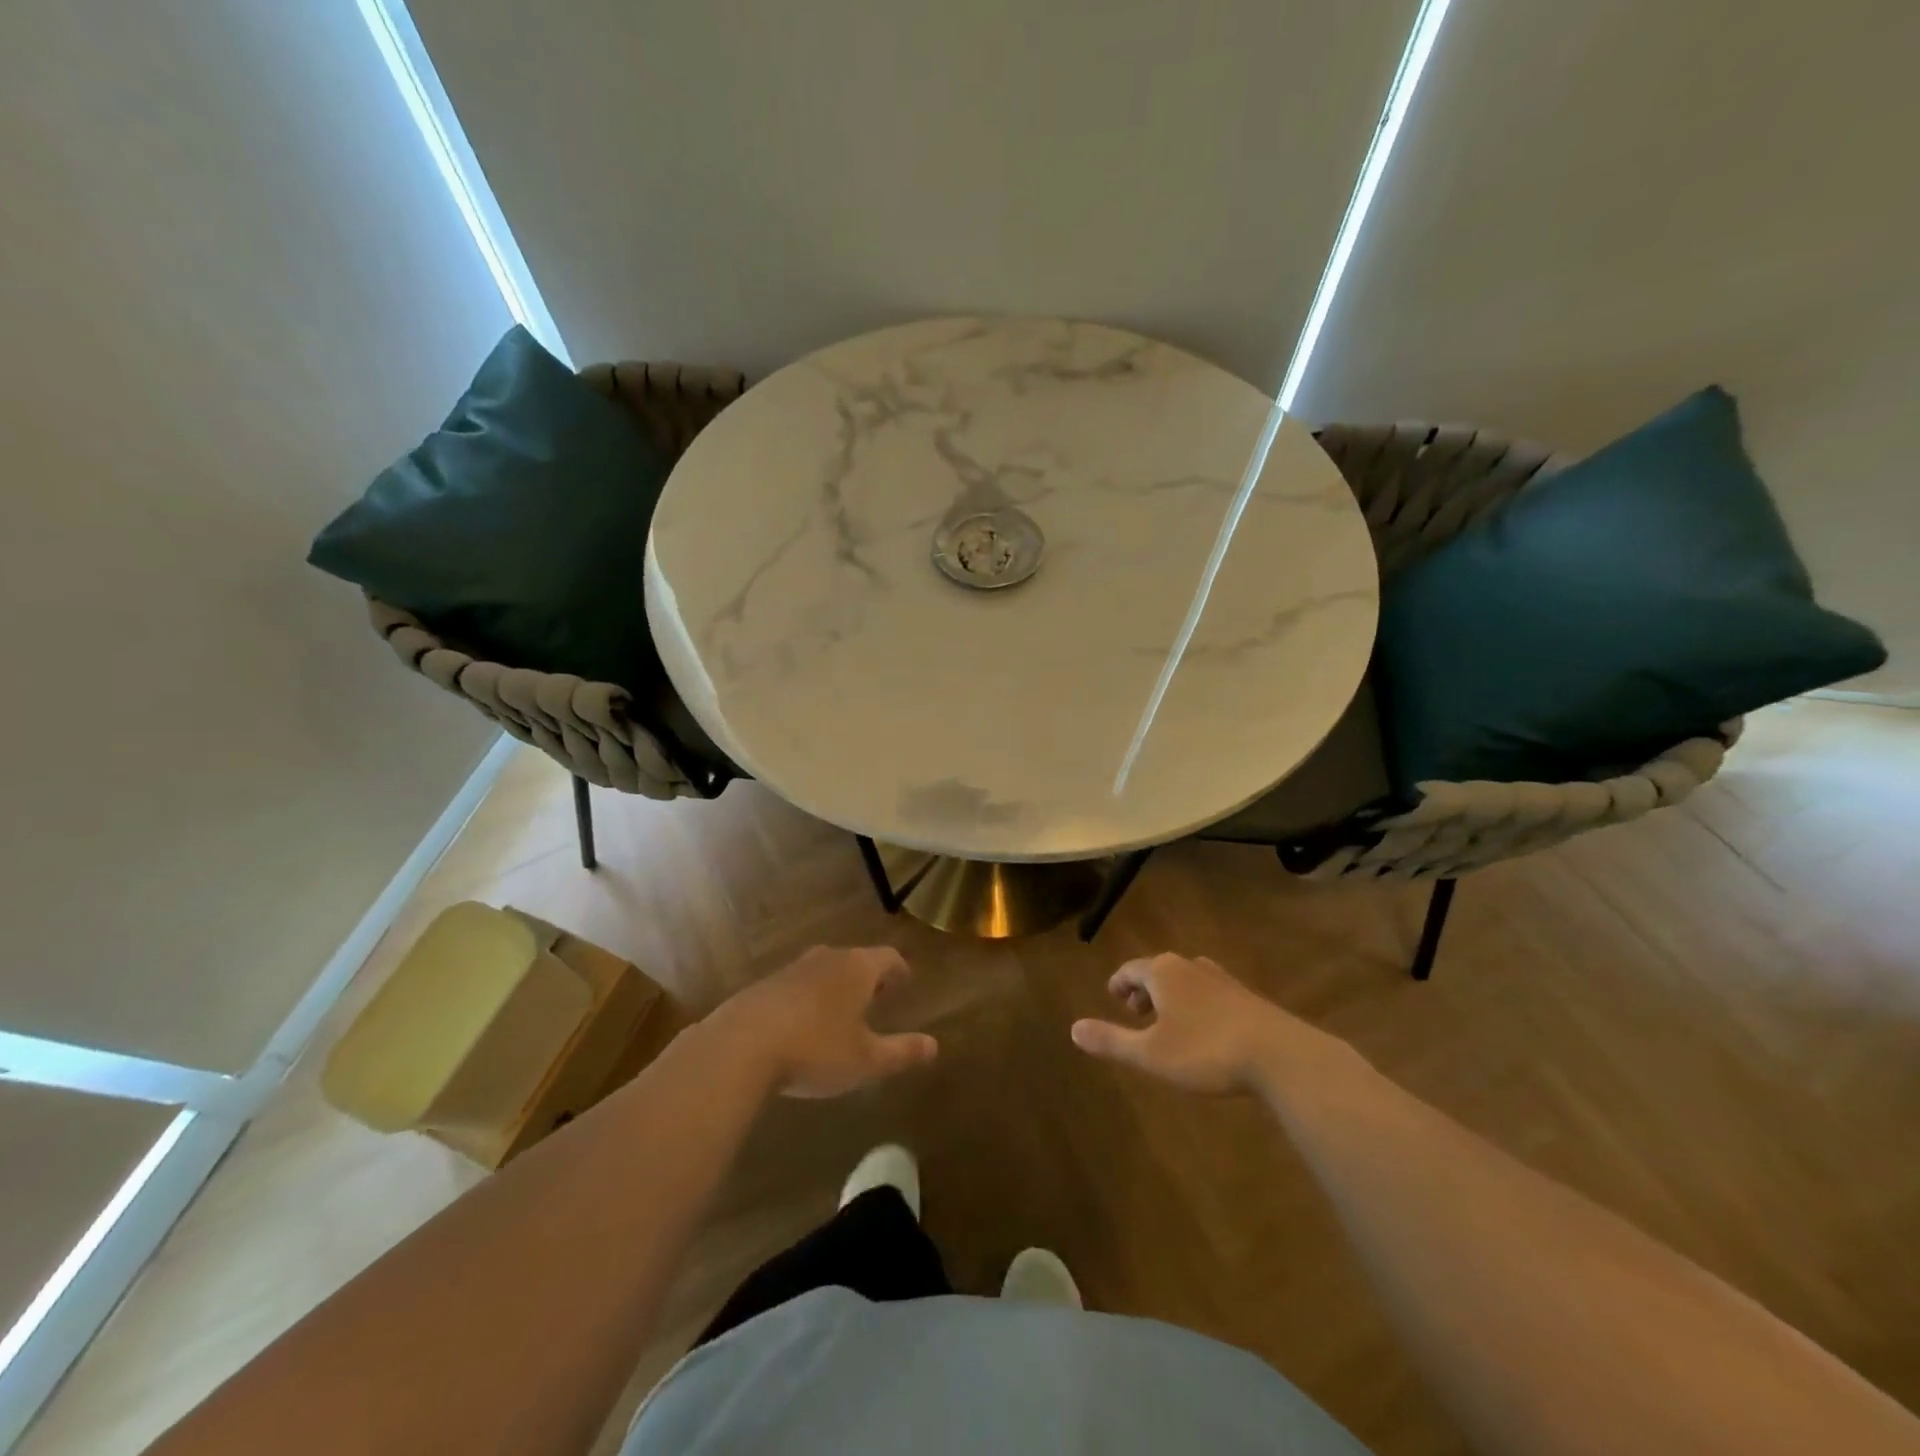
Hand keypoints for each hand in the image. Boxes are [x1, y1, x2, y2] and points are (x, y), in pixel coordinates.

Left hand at [706, 945, 937, 1098]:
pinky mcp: (762, 986)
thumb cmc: (815, 1049)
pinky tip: (801, 1025)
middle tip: (876, 997)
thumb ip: (901, 1052)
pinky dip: (806, 998)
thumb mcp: (865, 1060)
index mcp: (857, 969)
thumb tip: (934, 1046)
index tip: (905, 982)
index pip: (888, 957)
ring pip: (822, 970)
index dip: (899, 970)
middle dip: (867, 977)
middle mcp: (826, 959)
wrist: (740, 1046)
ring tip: (840, 1011)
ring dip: (834, 986)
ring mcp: (791, 969)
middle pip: (854, 959)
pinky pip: (795, 986)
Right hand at [1071, 953, 1292, 1094]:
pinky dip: (1196, 1004)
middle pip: (1158, 970)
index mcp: (1163, 972)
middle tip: (1136, 1014)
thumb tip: (1073, 1029)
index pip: (1130, 969)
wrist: (1279, 1055)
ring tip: (1168, 1022)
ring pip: (1185, 980)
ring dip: (1171, 997)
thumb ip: (1111, 1040)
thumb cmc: (1205, 1051)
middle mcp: (1190, 966)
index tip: (1113, 997)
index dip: (1118, 983)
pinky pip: (1209, 992)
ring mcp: (1221, 979)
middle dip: (1144, 990)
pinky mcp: (1246, 996)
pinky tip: (1204, 1030)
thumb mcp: (1151, 1053)